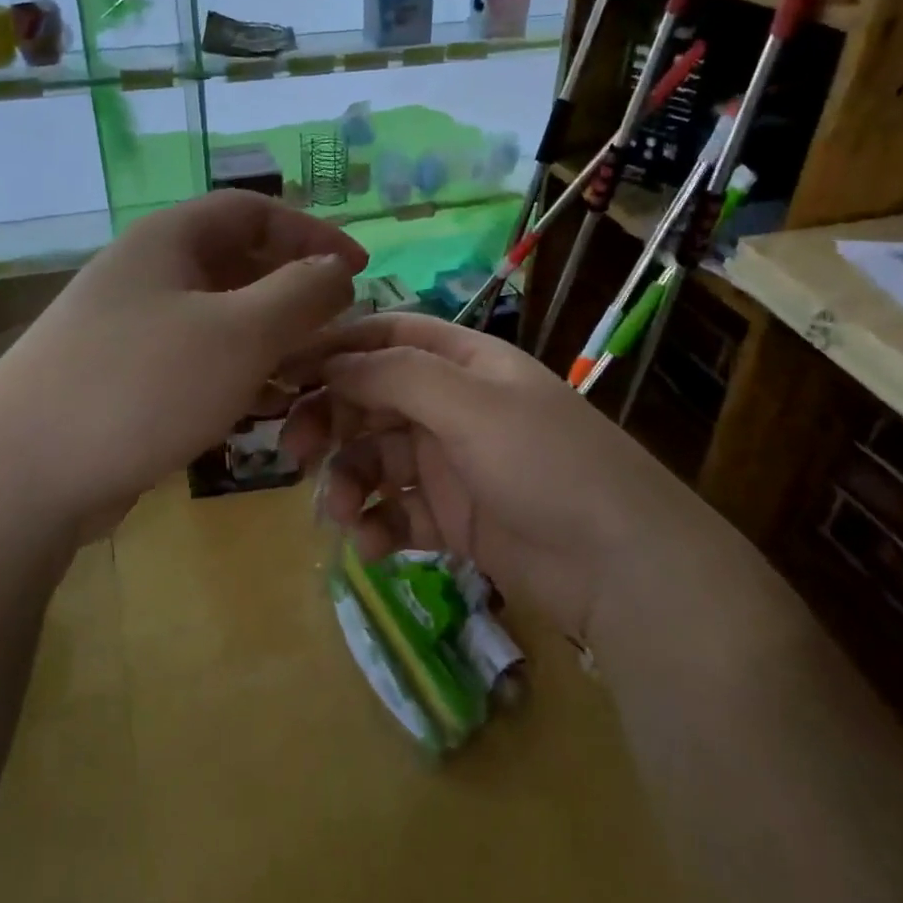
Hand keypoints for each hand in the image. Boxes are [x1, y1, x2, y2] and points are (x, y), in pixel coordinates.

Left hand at [0, 190, 364, 533]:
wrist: (20, 476)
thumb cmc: (142, 385)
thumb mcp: (240, 333)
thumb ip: (301, 294)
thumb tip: (337, 270)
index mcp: (169, 240)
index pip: (254, 210)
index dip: (312, 231)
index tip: (358, 268)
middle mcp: (147, 273)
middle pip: (237, 263)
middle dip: (293, 291)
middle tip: (337, 327)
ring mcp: (130, 327)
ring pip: (219, 317)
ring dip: (269, 338)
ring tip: (308, 374)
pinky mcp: (123, 378)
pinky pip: (196, 359)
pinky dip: (236, 373)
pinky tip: (260, 409)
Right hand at [281, 314, 672, 641]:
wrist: (620, 565)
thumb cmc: (545, 463)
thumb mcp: (471, 404)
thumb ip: (396, 376)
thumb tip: (330, 362)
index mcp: (465, 362)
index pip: (387, 336)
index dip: (335, 348)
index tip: (282, 372)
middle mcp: (454, 405)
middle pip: (373, 399)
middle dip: (331, 421)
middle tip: (293, 452)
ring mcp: (453, 464)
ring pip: (378, 459)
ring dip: (350, 481)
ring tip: (341, 513)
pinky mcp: (453, 518)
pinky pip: (397, 511)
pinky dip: (377, 525)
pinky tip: (371, 547)